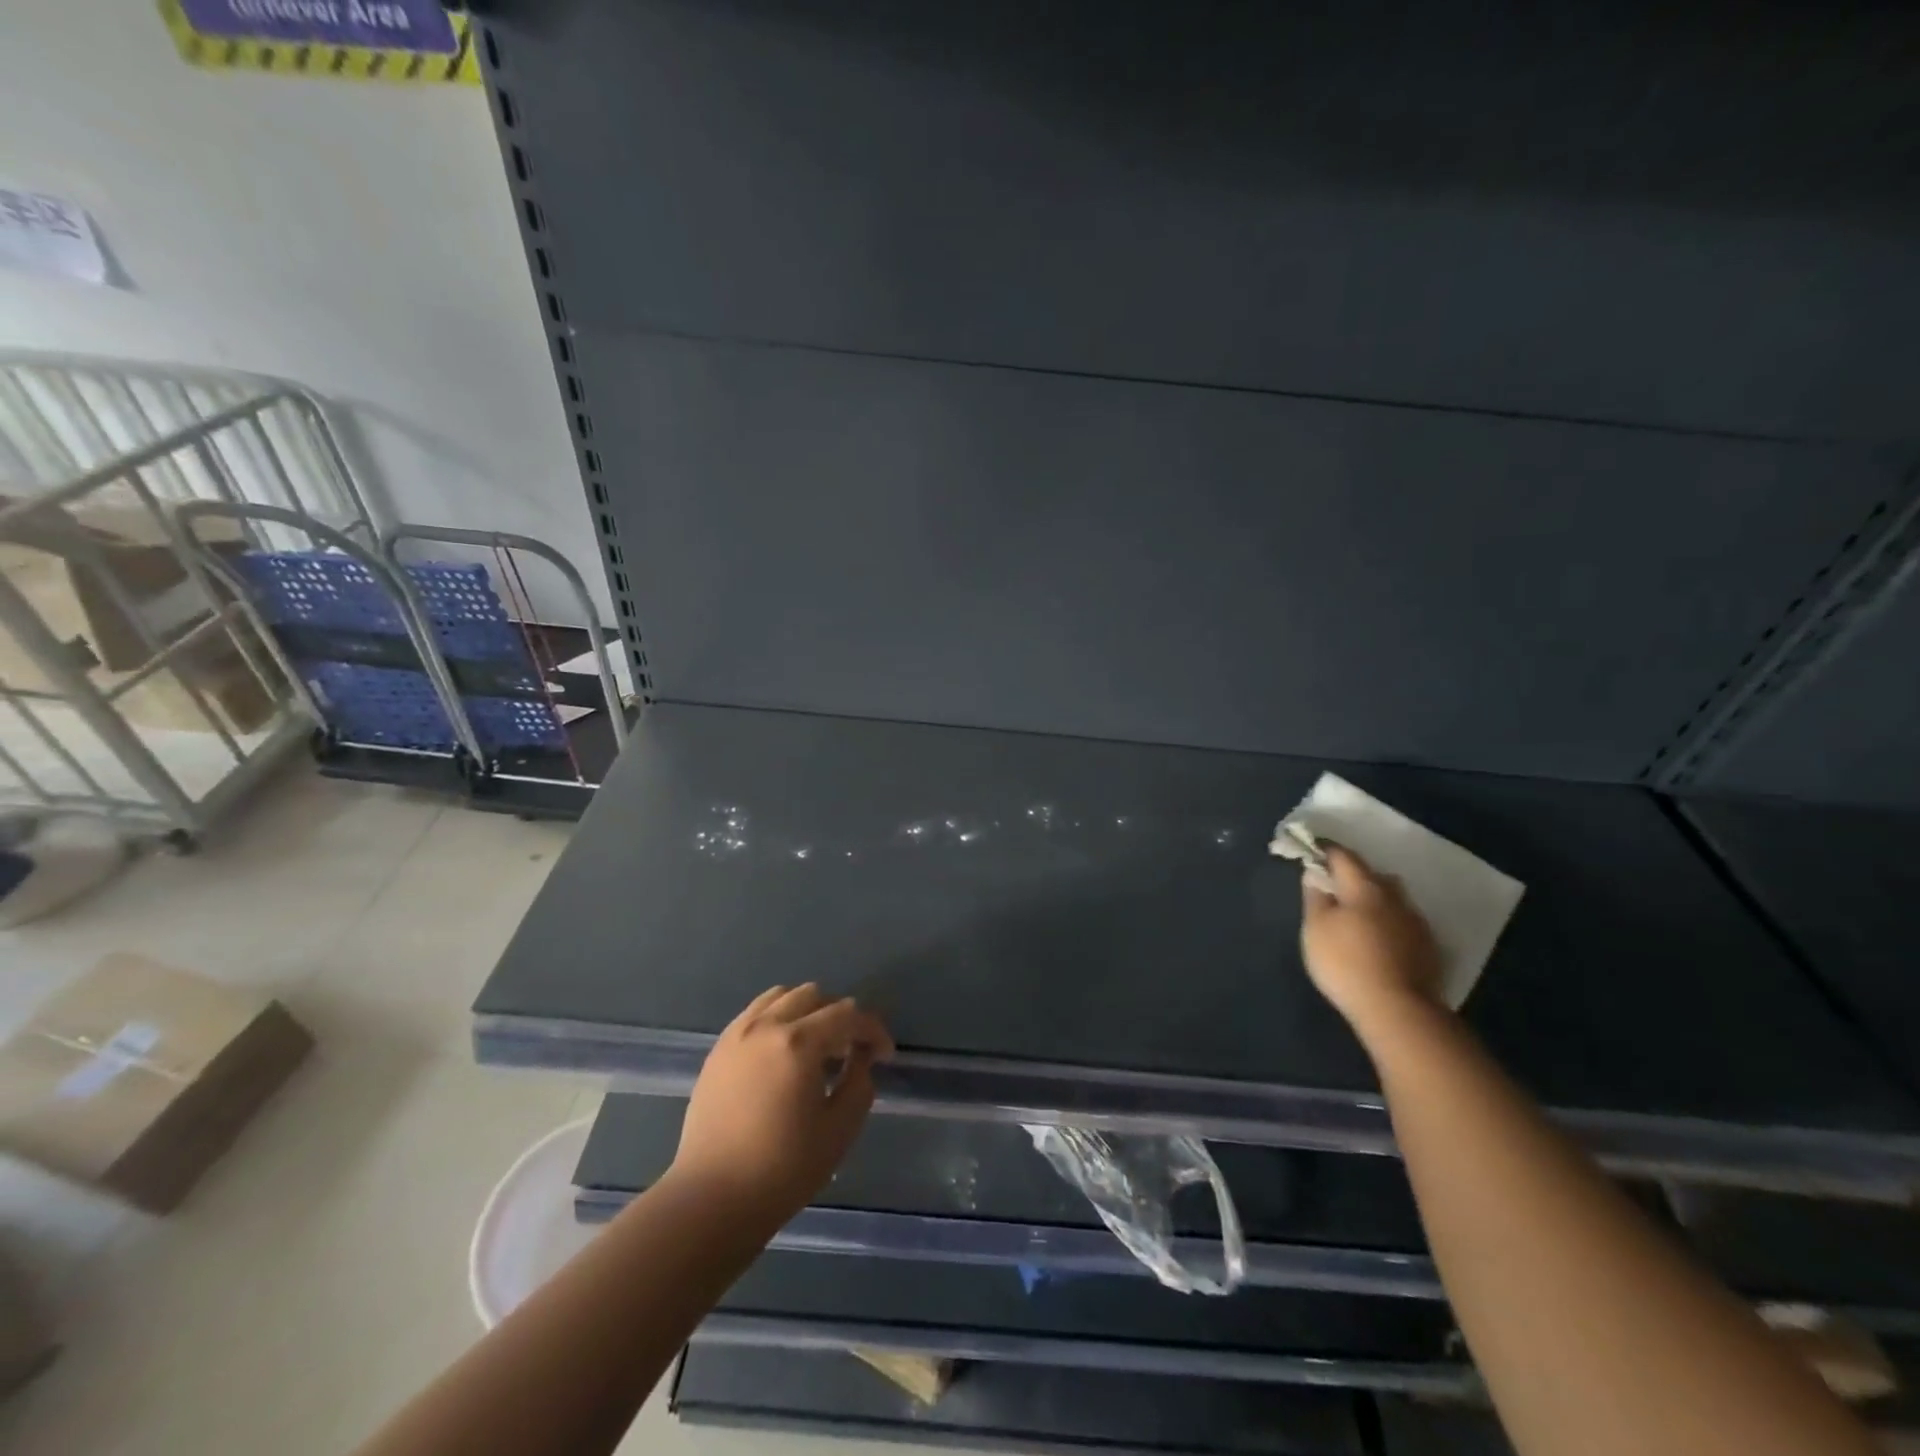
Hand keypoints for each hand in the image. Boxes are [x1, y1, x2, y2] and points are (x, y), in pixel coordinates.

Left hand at [669, 984, 895, 1223]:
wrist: (711, 1200)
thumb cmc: (783, 1169)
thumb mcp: (839, 1129)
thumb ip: (859, 1081)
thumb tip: (861, 1055)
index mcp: (799, 1042)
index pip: (847, 1014)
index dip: (873, 1030)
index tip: (884, 1054)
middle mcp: (766, 1025)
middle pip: (814, 996)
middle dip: (841, 1015)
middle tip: (851, 1049)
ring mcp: (737, 1034)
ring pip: (781, 997)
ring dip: (807, 1011)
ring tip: (816, 1045)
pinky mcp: (718, 1050)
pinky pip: (755, 1014)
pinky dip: (778, 1019)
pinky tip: (783, 1052)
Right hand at [1300, 845, 1444, 1031]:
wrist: (1398, 1010)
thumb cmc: (1346, 962)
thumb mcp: (1315, 928)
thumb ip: (1315, 897)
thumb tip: (1315, 874)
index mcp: (1365, 887)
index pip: (1344, 856)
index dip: (1326, 850)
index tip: (1312, 850)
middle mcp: (1395, 898)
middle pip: (1374, 876)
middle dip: (1355, 876)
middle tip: (1336, 888)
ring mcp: (1417, 923)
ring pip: (1393, 900)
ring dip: (1376, 900)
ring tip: (1359, 916)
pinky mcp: (1429, 948)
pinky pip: (1404, 923)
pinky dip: (1390, 923)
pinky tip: (1380, 940)